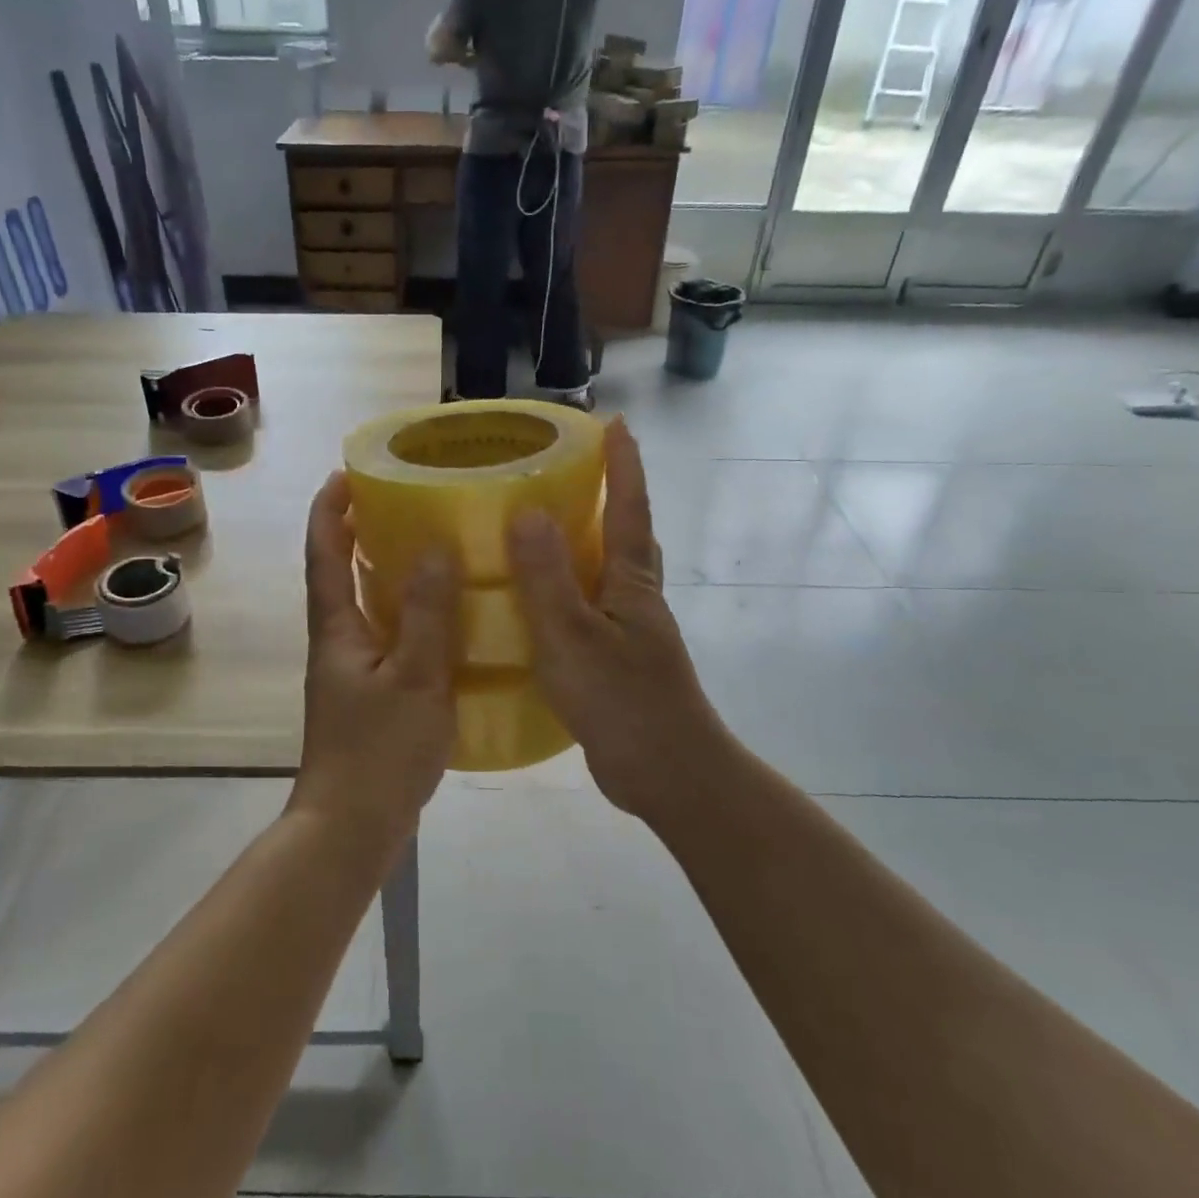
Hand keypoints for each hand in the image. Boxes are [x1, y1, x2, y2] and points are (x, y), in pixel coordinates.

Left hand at [292, 472, 459, 844]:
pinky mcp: (368, 693)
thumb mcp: (415, 678)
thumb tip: (435, 547)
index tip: (346, 473)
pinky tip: (440, 615)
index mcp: (336, 628)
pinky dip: (404, 610)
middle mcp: (336, 640)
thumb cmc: (379, 751)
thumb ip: (427, 614)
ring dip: (381, 568)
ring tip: (424, 543)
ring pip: (362, 603)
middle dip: (356, 530)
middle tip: (396, 499)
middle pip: (337, 571)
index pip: (324, 553)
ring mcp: (349, 669)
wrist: (351, 828)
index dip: (330, 510)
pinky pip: (385, 633)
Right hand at [508, 420, 731, 823]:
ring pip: (609, 573)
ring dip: (587, 544)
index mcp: (631, 581)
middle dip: (610, 497)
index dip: (623, 464)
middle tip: (572, 473)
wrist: (670, 774)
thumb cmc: (623, 700)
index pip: (629, 507)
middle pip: (627, 534)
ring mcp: (630, 632)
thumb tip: (529, 510)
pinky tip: (538, 606)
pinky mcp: (617, 662)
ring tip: (544, 531)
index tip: (615, 422)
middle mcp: (635, 598)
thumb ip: (547, 577)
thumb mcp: (573, 636)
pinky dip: (570, 591)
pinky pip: (591, 608)